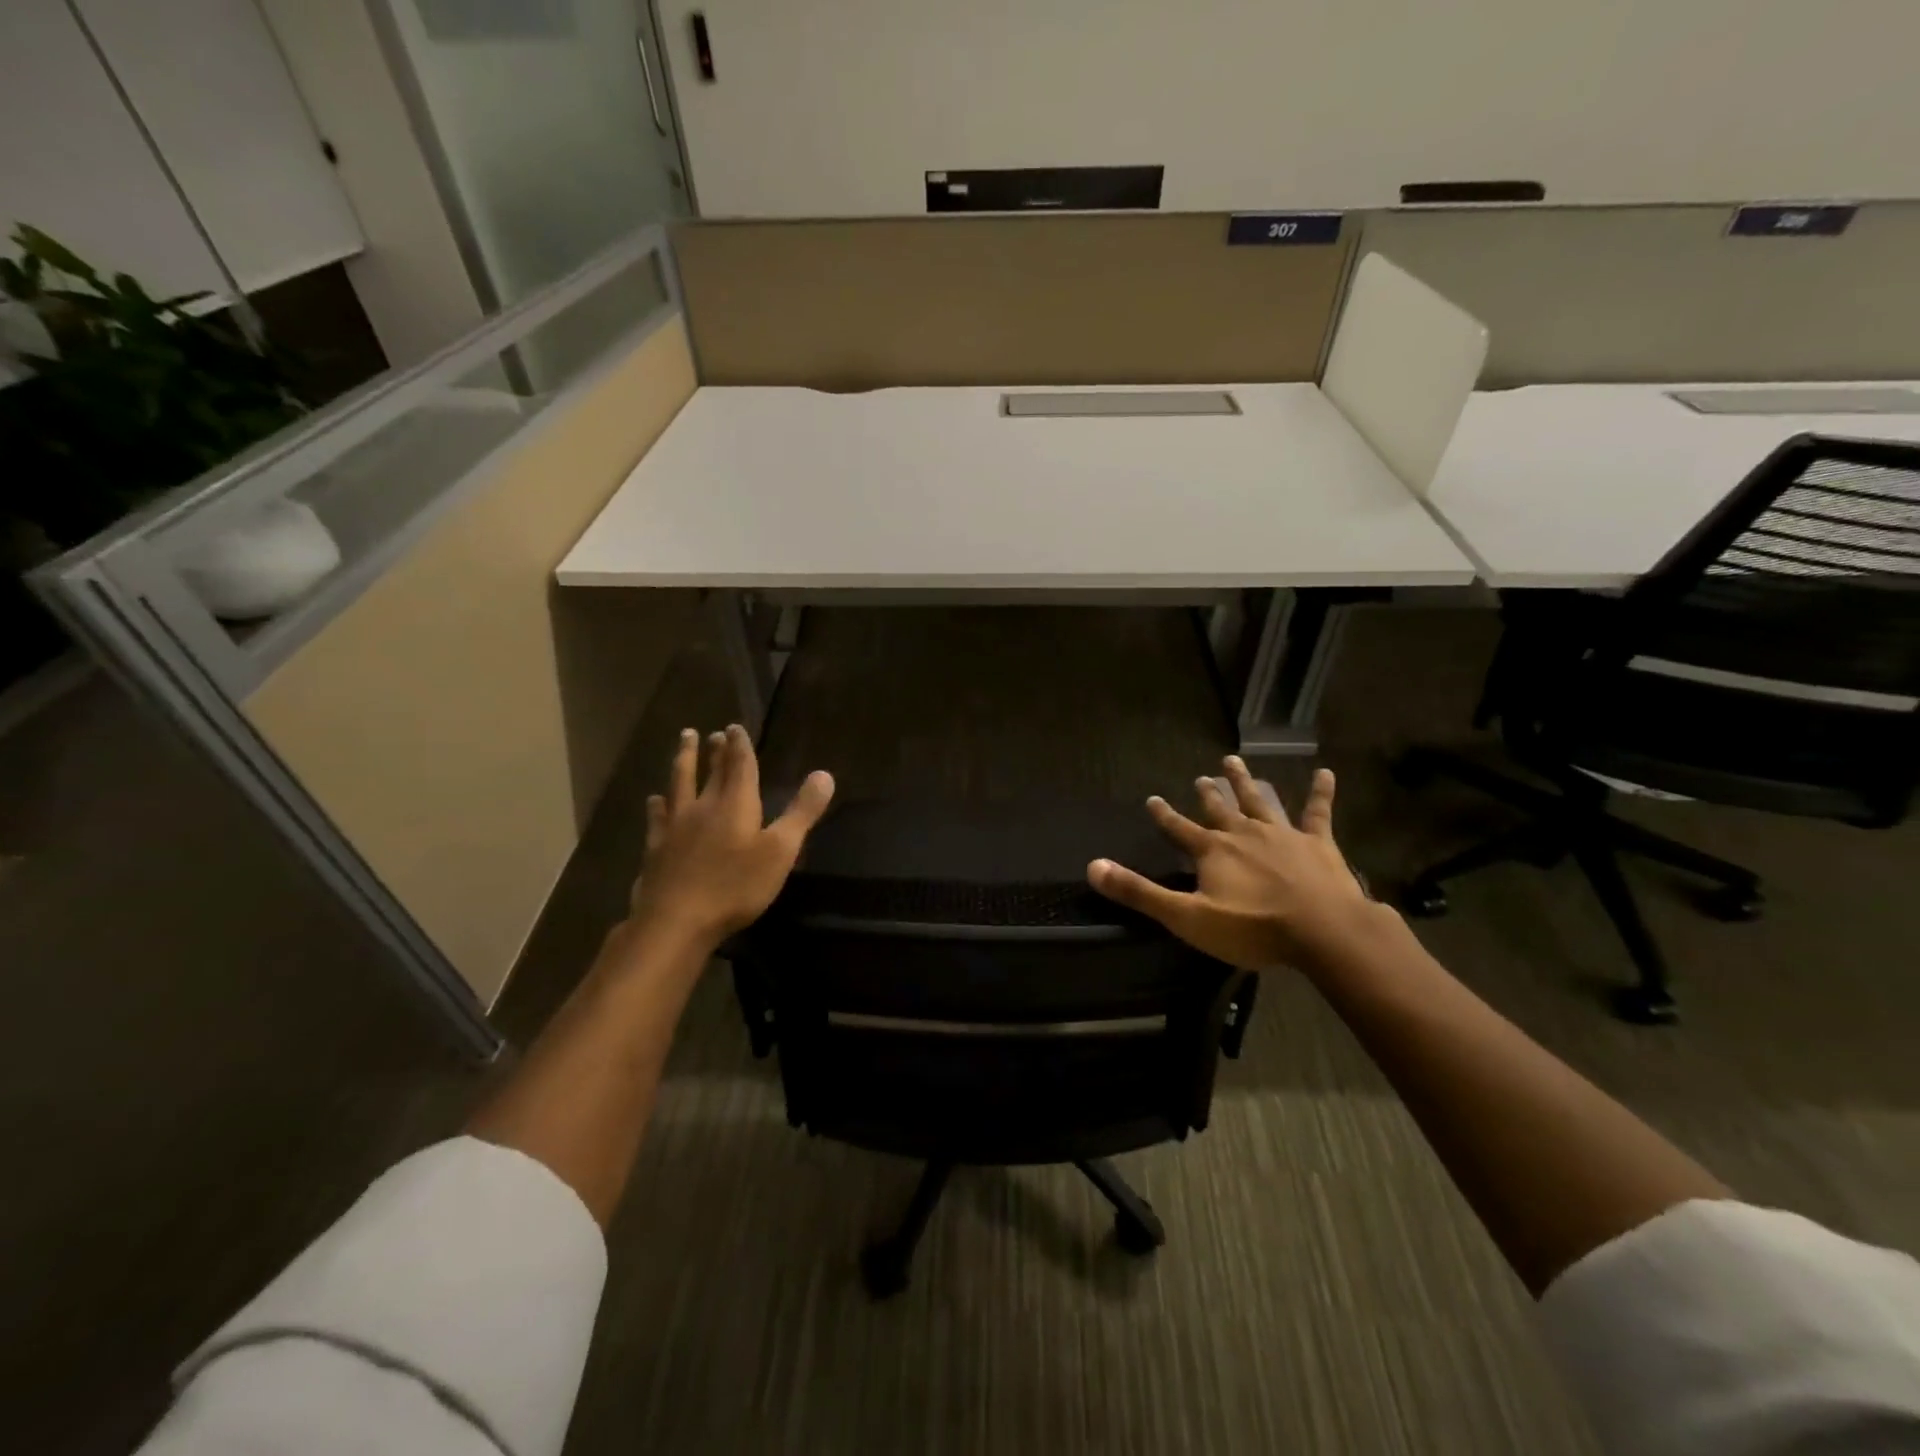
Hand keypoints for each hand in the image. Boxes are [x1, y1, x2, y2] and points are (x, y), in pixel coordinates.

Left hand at [623, 724, 833, 953]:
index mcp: (735, 804)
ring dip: (684, 761)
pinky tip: (654, 800)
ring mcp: (675, 827)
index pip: (740, 766)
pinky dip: (657, 805)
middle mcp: (703, 807)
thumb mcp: (780, 850)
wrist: (676, 920)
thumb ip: (802, 812)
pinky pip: (657, 817)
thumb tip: (824, 774)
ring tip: (685, 741)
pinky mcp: (656, 848)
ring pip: (679, 784)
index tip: (735, 726)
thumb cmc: (736, 886)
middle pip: (710, 772)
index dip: (740, 746)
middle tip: (714, 733)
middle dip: (715, 750)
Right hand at [1088, 757, 1371, 969]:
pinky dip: (1320, 792)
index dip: (1164, 815)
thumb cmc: (1252, 927)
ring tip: (1234, 761)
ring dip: (1246, 782)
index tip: (1152, 799)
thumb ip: (1139, 892)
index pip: (1179, 828)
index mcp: (1212, 851)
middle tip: (1201, 777)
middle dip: (1208, 794)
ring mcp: (1282, 834)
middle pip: (1220, 809)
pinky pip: (1318, 812)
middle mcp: (1243, 833)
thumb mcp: (1186, 917)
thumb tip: (1093, 867)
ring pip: (1259, 801)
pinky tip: (1325, 773)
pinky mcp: (1318, 843)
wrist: (1322, 930)